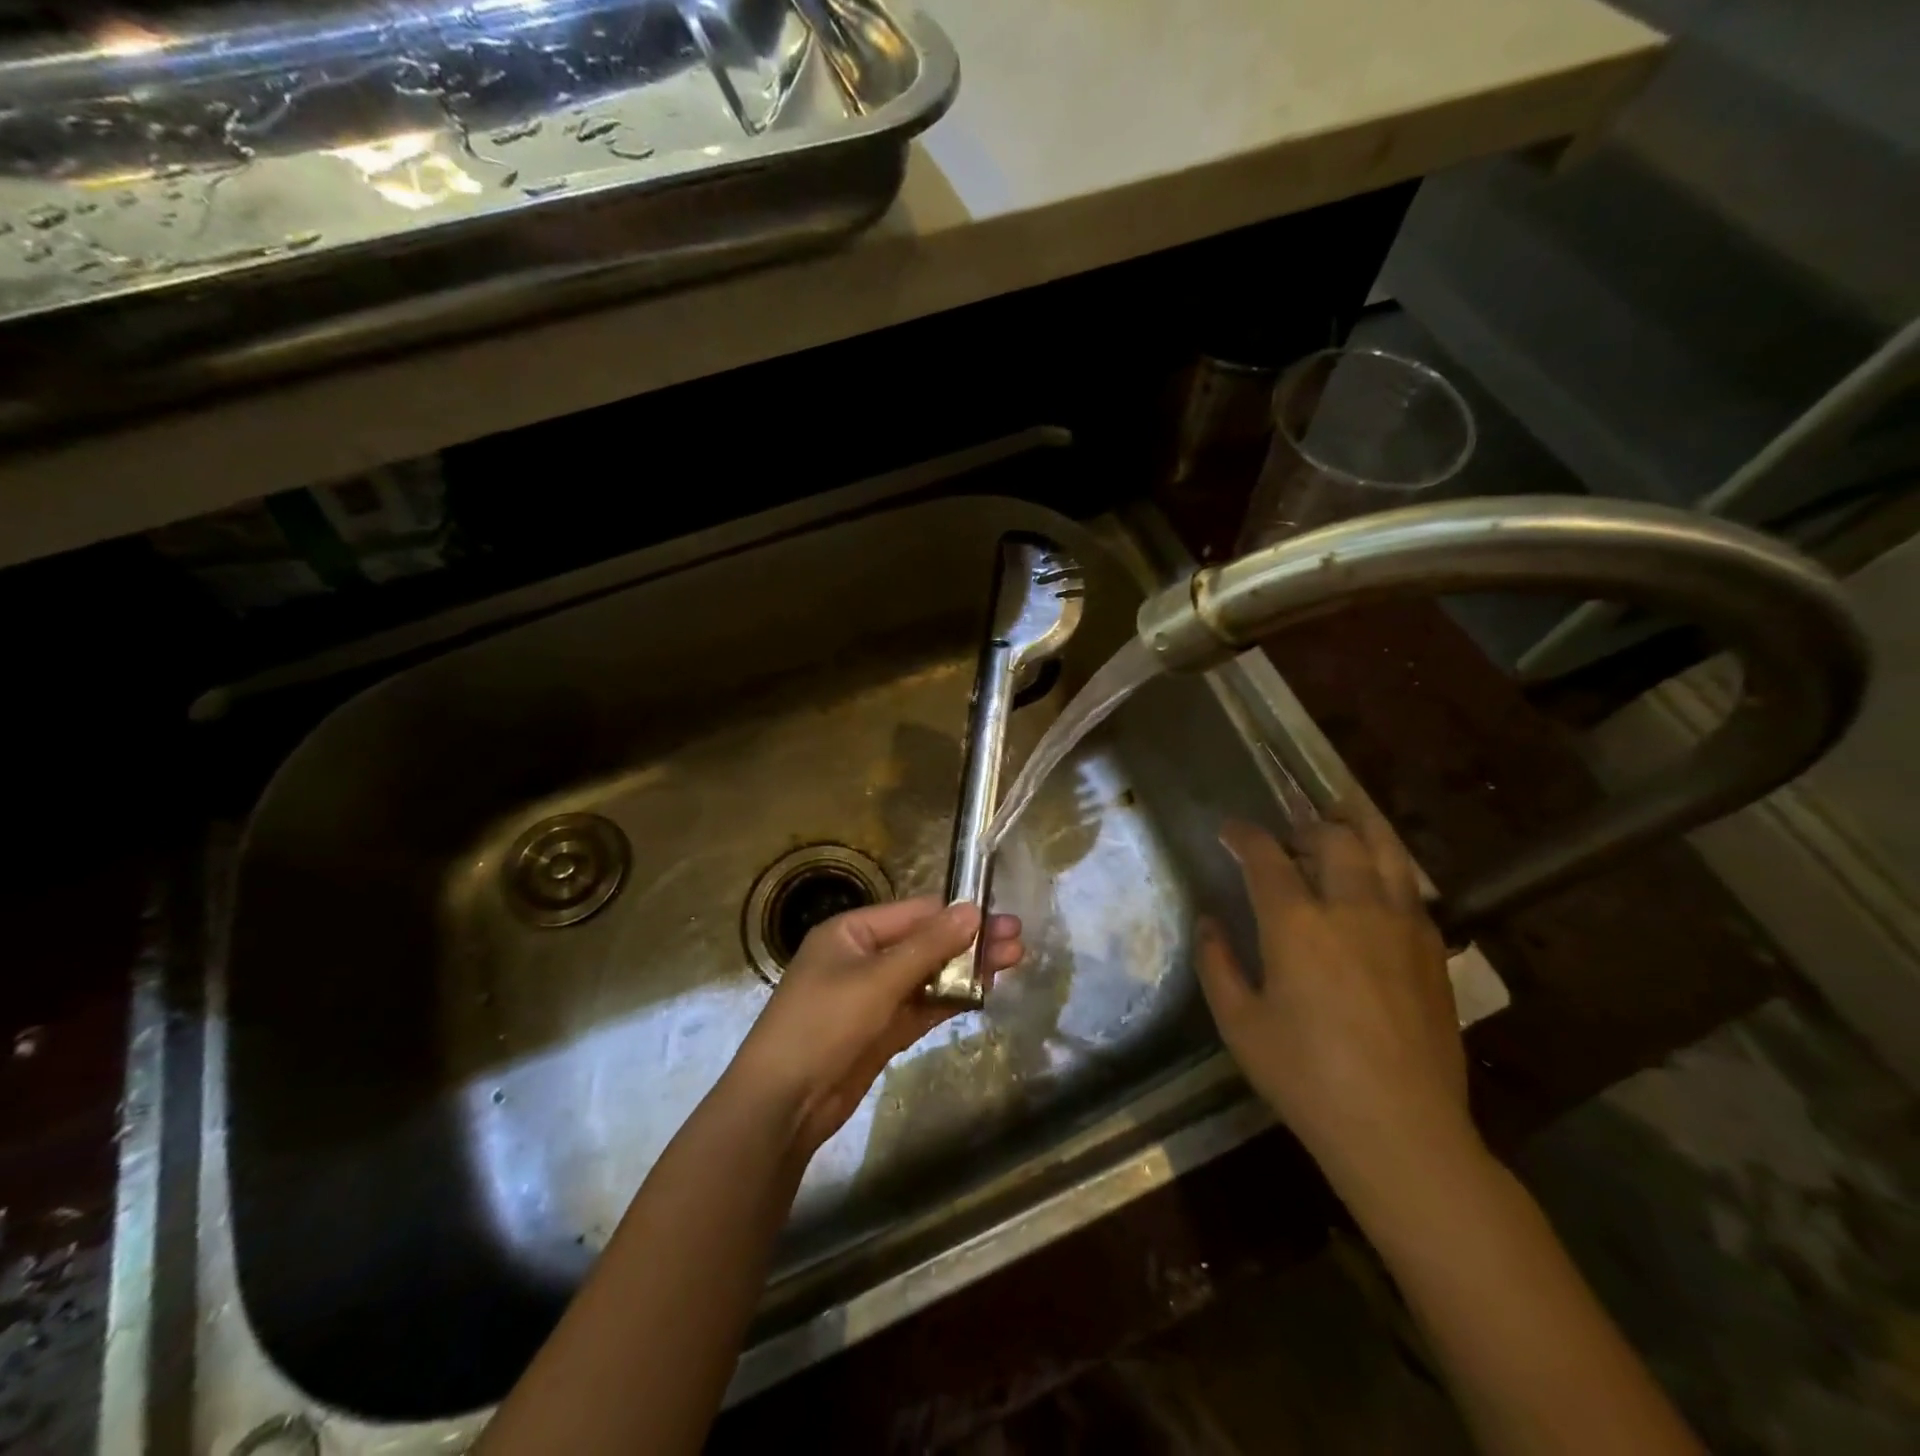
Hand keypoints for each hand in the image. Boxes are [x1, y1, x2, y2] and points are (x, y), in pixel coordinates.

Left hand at [731, 898, 1023, 1151]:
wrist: (781, 1105)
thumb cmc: (822, 1025)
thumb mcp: (877, 980)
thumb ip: (928, 946)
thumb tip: (973, 910)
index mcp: (851, 932)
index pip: (914, 913)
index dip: (957, 914)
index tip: (1000, 917)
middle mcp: (863, 958)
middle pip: (924, 943)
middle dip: (969, 942)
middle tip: (1018, 941)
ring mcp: (872, 996)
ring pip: (928, 976)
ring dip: (965, 971)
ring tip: (1012, 962)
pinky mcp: (881, 1031)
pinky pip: (922, 1006)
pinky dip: (950, 1000)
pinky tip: (983, 992)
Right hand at [1195, 817, 1473, 1208]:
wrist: (1402, 1130)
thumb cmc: (1306, 1078)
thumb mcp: (1240, 1024)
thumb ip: (1217, 964)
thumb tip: (1208, 922)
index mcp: (1297, 924)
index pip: (1266, 856)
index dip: (1244, 835)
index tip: (1230, 831)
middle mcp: (1352, 908)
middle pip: (1333, 838)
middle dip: (1305, 825)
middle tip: (1287, 836)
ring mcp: (1401, 925)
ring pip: (1385, 850)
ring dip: (1358, 826)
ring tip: (1342, 819)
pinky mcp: (1433, 949)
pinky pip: (1410, 887)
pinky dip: (1387, 868)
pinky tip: (1376, 882)